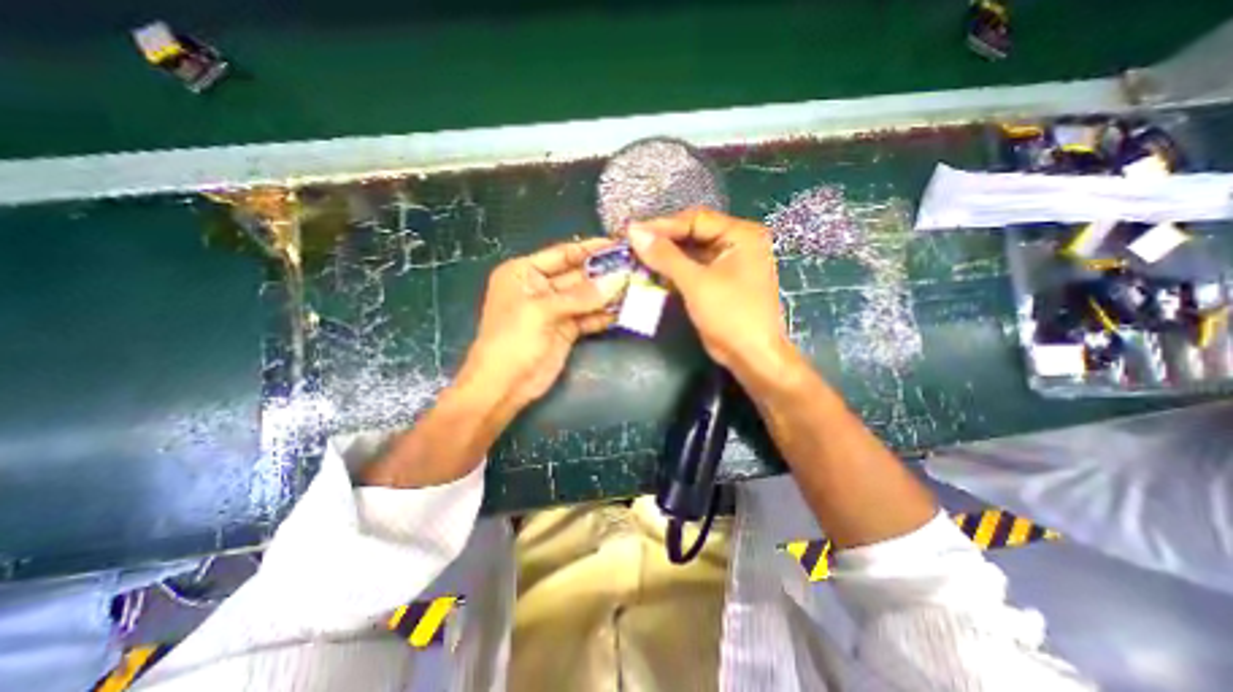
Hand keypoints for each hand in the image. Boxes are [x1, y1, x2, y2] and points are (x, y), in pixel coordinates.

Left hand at [457, 237, 628, 416]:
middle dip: (605, 273)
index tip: (618, 244)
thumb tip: (619, 279)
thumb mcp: (542, 311)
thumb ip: (581, 296)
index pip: (562, 254)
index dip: (590, 249)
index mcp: (524, 273)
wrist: (504, 386)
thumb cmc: (513, 340)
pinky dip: (605, 315)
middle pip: (578, 275)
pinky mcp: (566, 330)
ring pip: (586, 297)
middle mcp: (540, 288)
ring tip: (637, 286)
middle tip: (635, 267)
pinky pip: (589, 317)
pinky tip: (625, 310)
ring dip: (609, 294)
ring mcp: (555, 310)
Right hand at [628, 207, 787, 375]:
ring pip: (690, 253)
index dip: (662, 226)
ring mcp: (728, 264)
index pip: (695, 220)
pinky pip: (692, 269)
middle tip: (631, 245)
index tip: (632, 232)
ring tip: (636, 259)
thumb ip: (665, 256)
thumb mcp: (696, 283)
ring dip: (665, 258)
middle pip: (693, 234)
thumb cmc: (731, 315)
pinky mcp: (719, 282)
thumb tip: (634, 231)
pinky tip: (651, 274)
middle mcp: (737, 244)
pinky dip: (673, 272)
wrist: (751, 356)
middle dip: (662, 242)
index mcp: (741, 235)